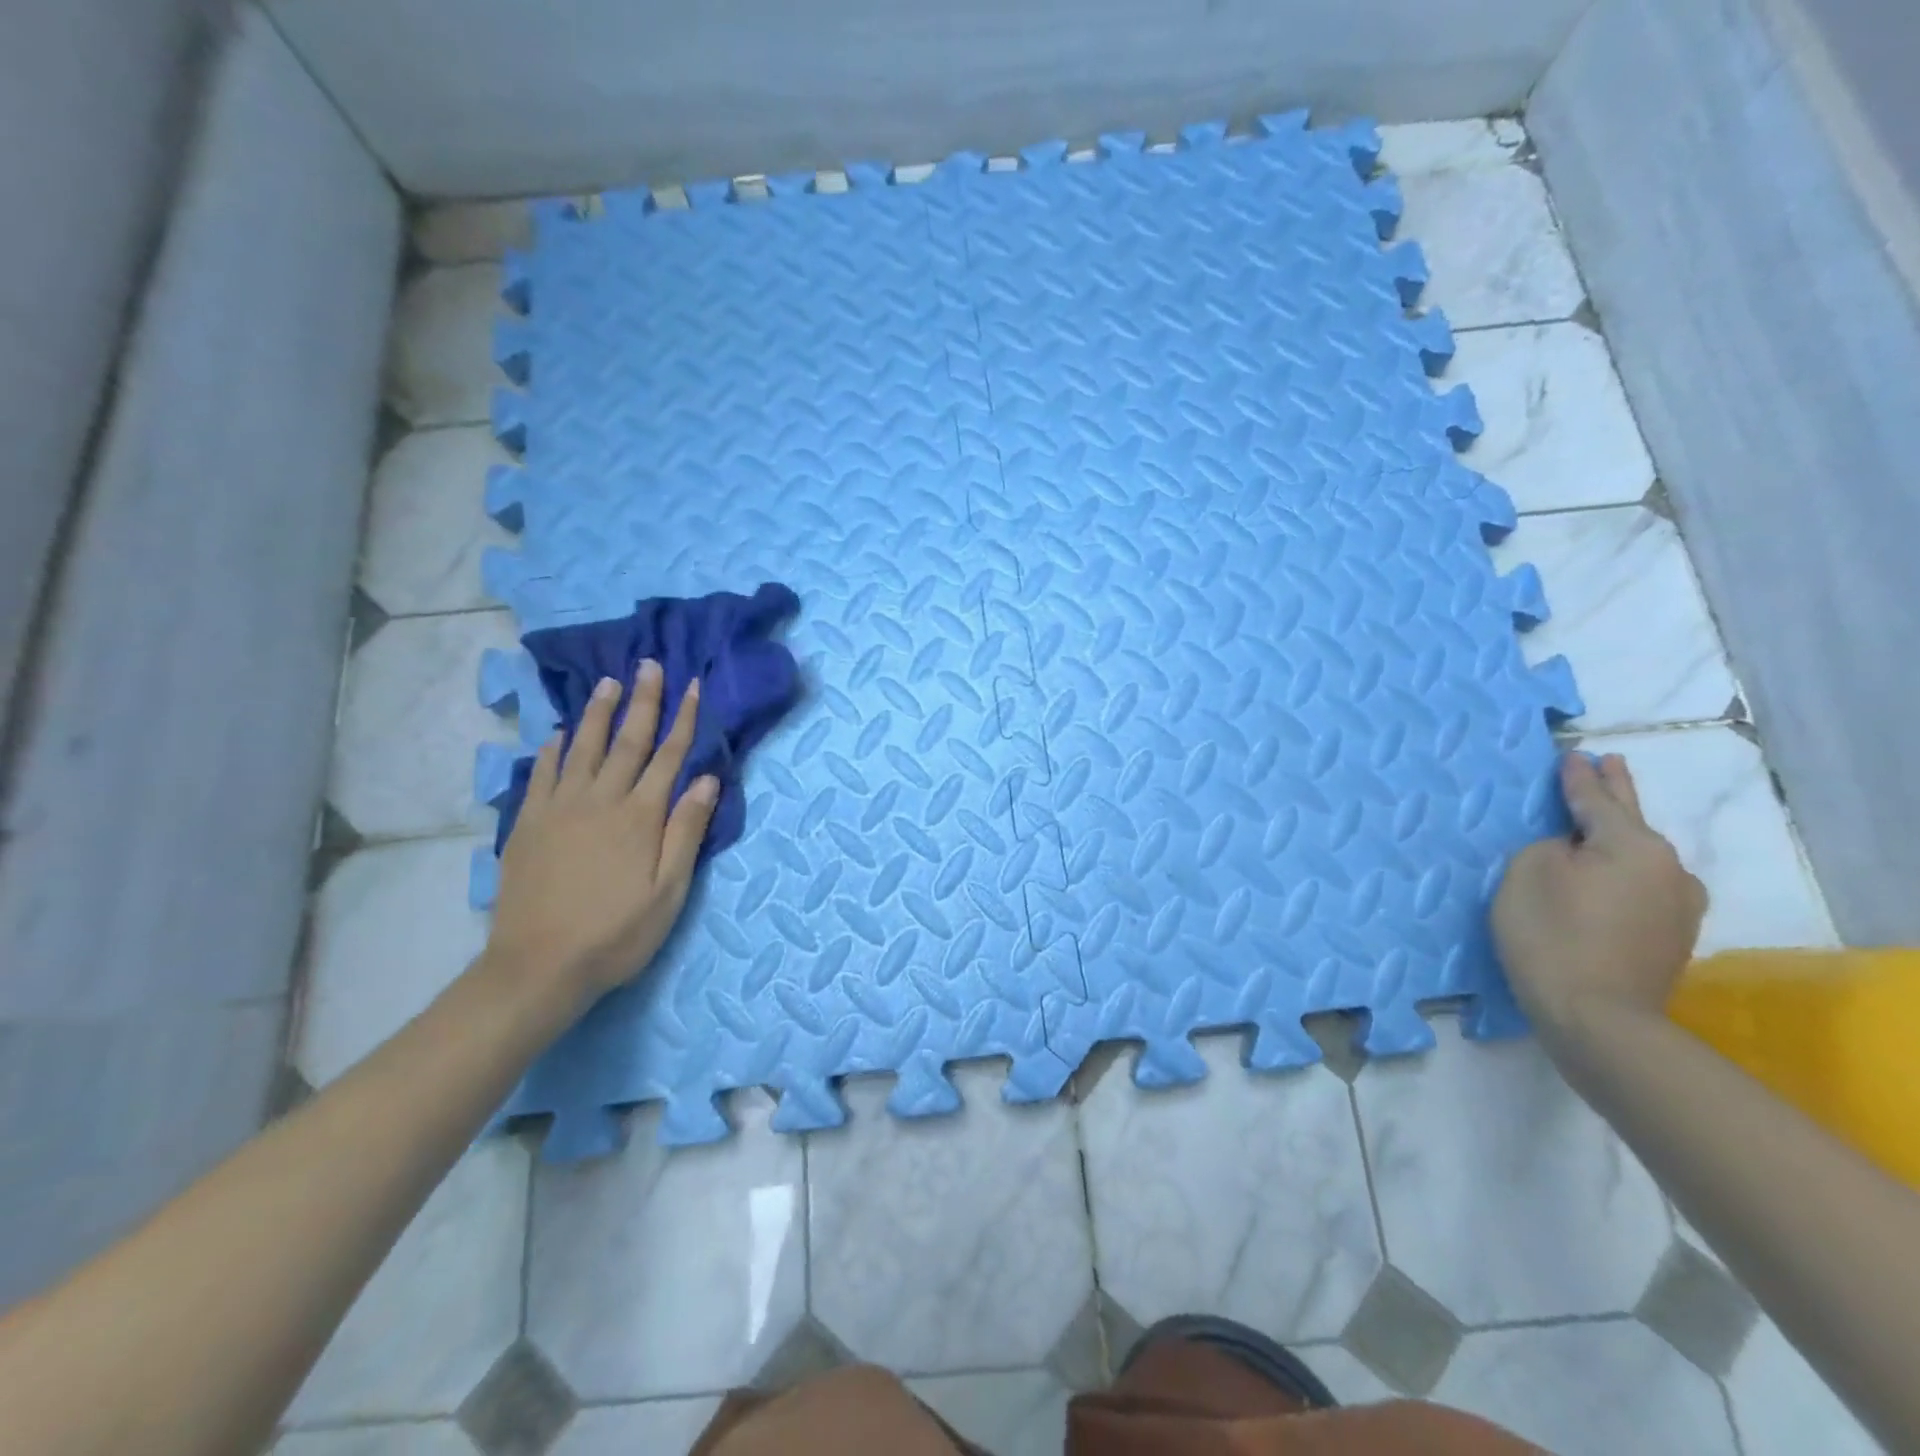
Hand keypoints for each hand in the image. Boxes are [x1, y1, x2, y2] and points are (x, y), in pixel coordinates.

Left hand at [485, 660, 719, 1003]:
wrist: (538, 966)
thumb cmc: (616, 933)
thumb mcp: (668, 891)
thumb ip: (686, 831)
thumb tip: (706, 779)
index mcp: (639, 816)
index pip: (668, 757)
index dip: (682, 719)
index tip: (692, 685)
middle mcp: (600, 800)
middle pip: (627, 742)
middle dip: (643, 701)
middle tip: (650, 665)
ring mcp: (559, 809)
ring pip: (583, 748)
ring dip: (598, 714)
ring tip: (609, 683)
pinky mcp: (528, 825)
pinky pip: (543, 775)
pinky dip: (553, 750)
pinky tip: (558, 733)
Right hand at [1492, 752, 1707, 1037]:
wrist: (1598, 1019)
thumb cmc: (1553, 934)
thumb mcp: (1528, 872)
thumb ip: (1549, 846)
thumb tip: (1572, 851)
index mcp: (1633, 846)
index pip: (1597, 800)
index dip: (1580, 776)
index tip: (1574, 753)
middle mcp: (1669, 869)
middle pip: (1632, 821)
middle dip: (1616, 792)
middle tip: (1610, 763)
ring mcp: (1678, 907)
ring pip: (1639, 858)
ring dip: (1618, 838)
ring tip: (1600, 824)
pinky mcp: (1671, 938)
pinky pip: (1641, 888)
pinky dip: (1620, 874)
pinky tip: (1605, 877)